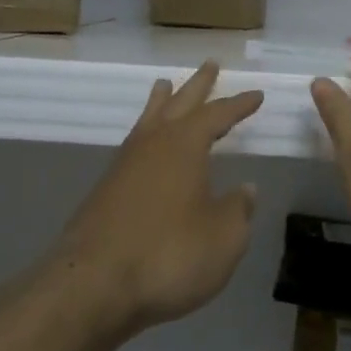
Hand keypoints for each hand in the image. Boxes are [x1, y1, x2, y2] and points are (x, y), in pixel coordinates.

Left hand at [53, 62, 263, 335]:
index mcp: (185, 146)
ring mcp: (124, 165)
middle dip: (198, 85)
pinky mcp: (105, 190)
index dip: (239, 105)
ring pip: (149, 120)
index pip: (218, 115)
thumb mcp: (223, 238)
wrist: (93, 286)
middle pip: (179, 104)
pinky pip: (134, 145)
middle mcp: (153, 145)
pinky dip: (146, 134)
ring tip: (166, 85)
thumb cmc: (168, 255)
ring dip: (162, 102)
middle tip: (210, 64)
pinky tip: (147, 147)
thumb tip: (245, 189)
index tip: (257, 95)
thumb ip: (238, 210)